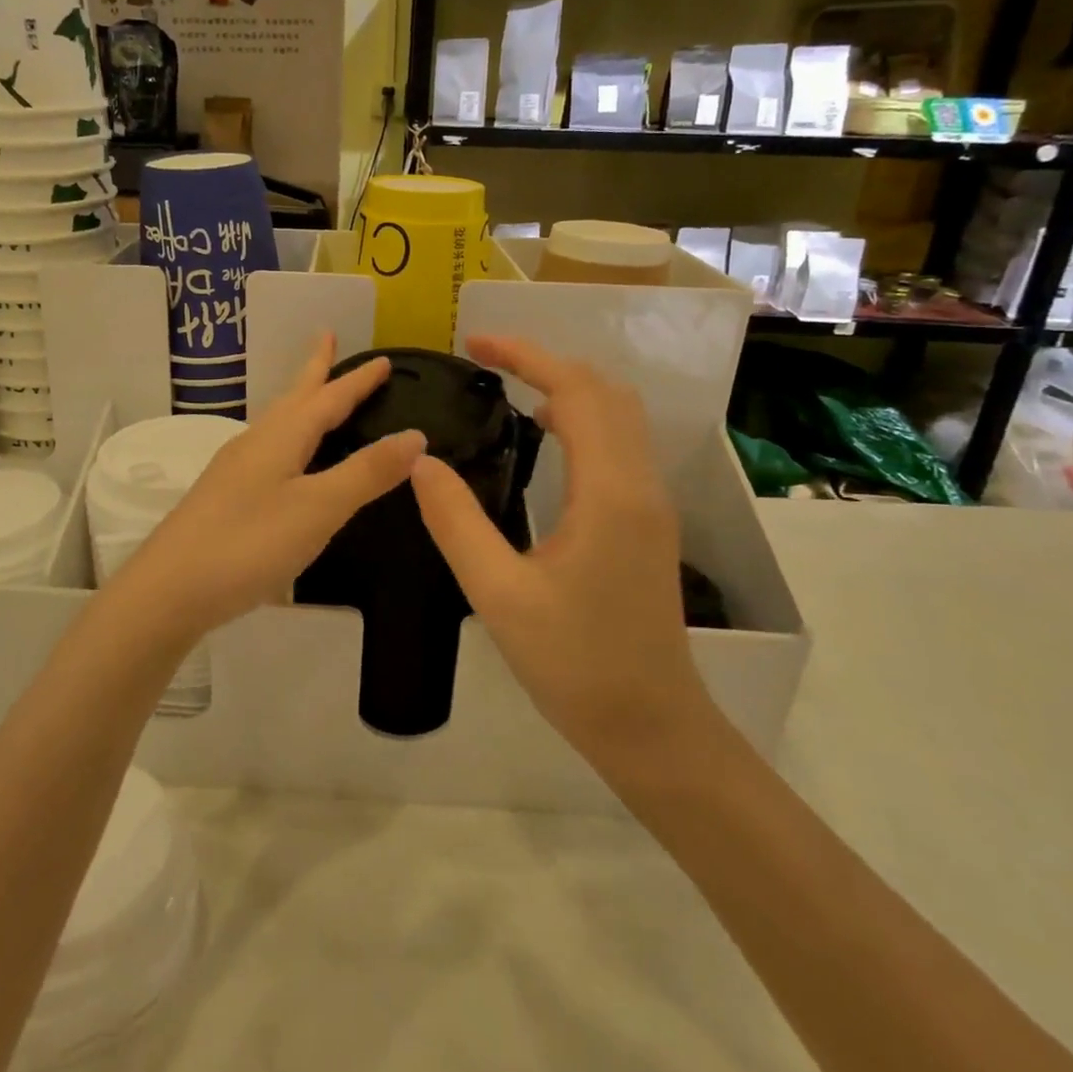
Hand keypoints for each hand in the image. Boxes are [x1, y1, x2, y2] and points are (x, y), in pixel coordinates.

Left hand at [114, 334, 425, 641]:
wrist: (169, 590)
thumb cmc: (249, 543)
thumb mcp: (318, 508)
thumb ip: (366, 473)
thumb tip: (415, 435)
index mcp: (281, 438)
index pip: (328, 398)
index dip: (357, 380)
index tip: (383, 359)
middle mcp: (256, 444)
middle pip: (293, 398)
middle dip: (315, 370)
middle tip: (327, 339)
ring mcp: (235, 471)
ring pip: (277, 424)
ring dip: (300, 403)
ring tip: (314, 395)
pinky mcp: (225, 499)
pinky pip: (268, 451)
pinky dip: (289, 439)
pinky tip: (286, 462)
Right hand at [410, 335, 713, 762]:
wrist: (652, 726)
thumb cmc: (575, 665)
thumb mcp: (499, 595)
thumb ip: (456, 522)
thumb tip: (420, 462)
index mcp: (609, 493)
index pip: (576, 392)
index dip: (526, 357)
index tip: (475, 344)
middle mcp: (640, 485)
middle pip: (605, 392)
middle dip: (546, 362)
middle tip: (487, 361)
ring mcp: (650, 503)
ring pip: (618, 416)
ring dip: (567, 387)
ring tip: (509, 387)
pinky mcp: (646, 522)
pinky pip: (619, 444)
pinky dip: (581, 417)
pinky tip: (544, 436)